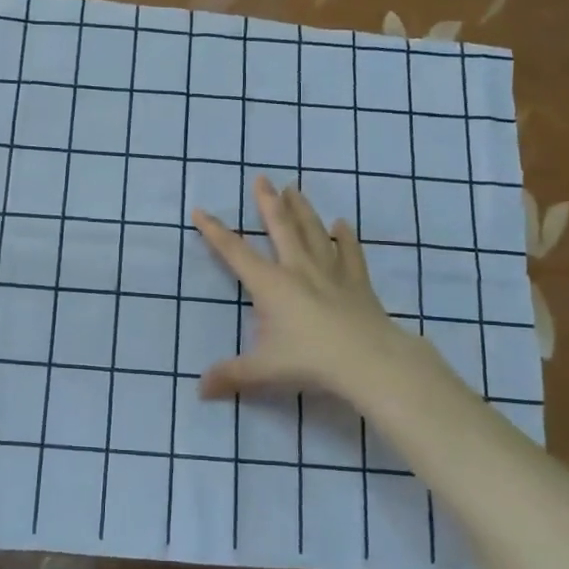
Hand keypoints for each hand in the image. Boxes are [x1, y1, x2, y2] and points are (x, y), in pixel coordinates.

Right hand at [193, 176, 445, 402]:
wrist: (369, 360)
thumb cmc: (310, 361)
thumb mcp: (263, 371)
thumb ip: (230, 376)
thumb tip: (199, 389)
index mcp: (270, 284)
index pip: (234, 252)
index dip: (215, 231)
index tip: (200, 210)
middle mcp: (298, 269)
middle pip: (280, 227)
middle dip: (267, 203)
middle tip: (261, 178)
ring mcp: (330, 272)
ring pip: (313, 232)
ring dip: (302, 209)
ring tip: (294, 189)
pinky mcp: (357, 282)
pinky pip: (350, 253)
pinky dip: (346, 238)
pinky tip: (343, 224)